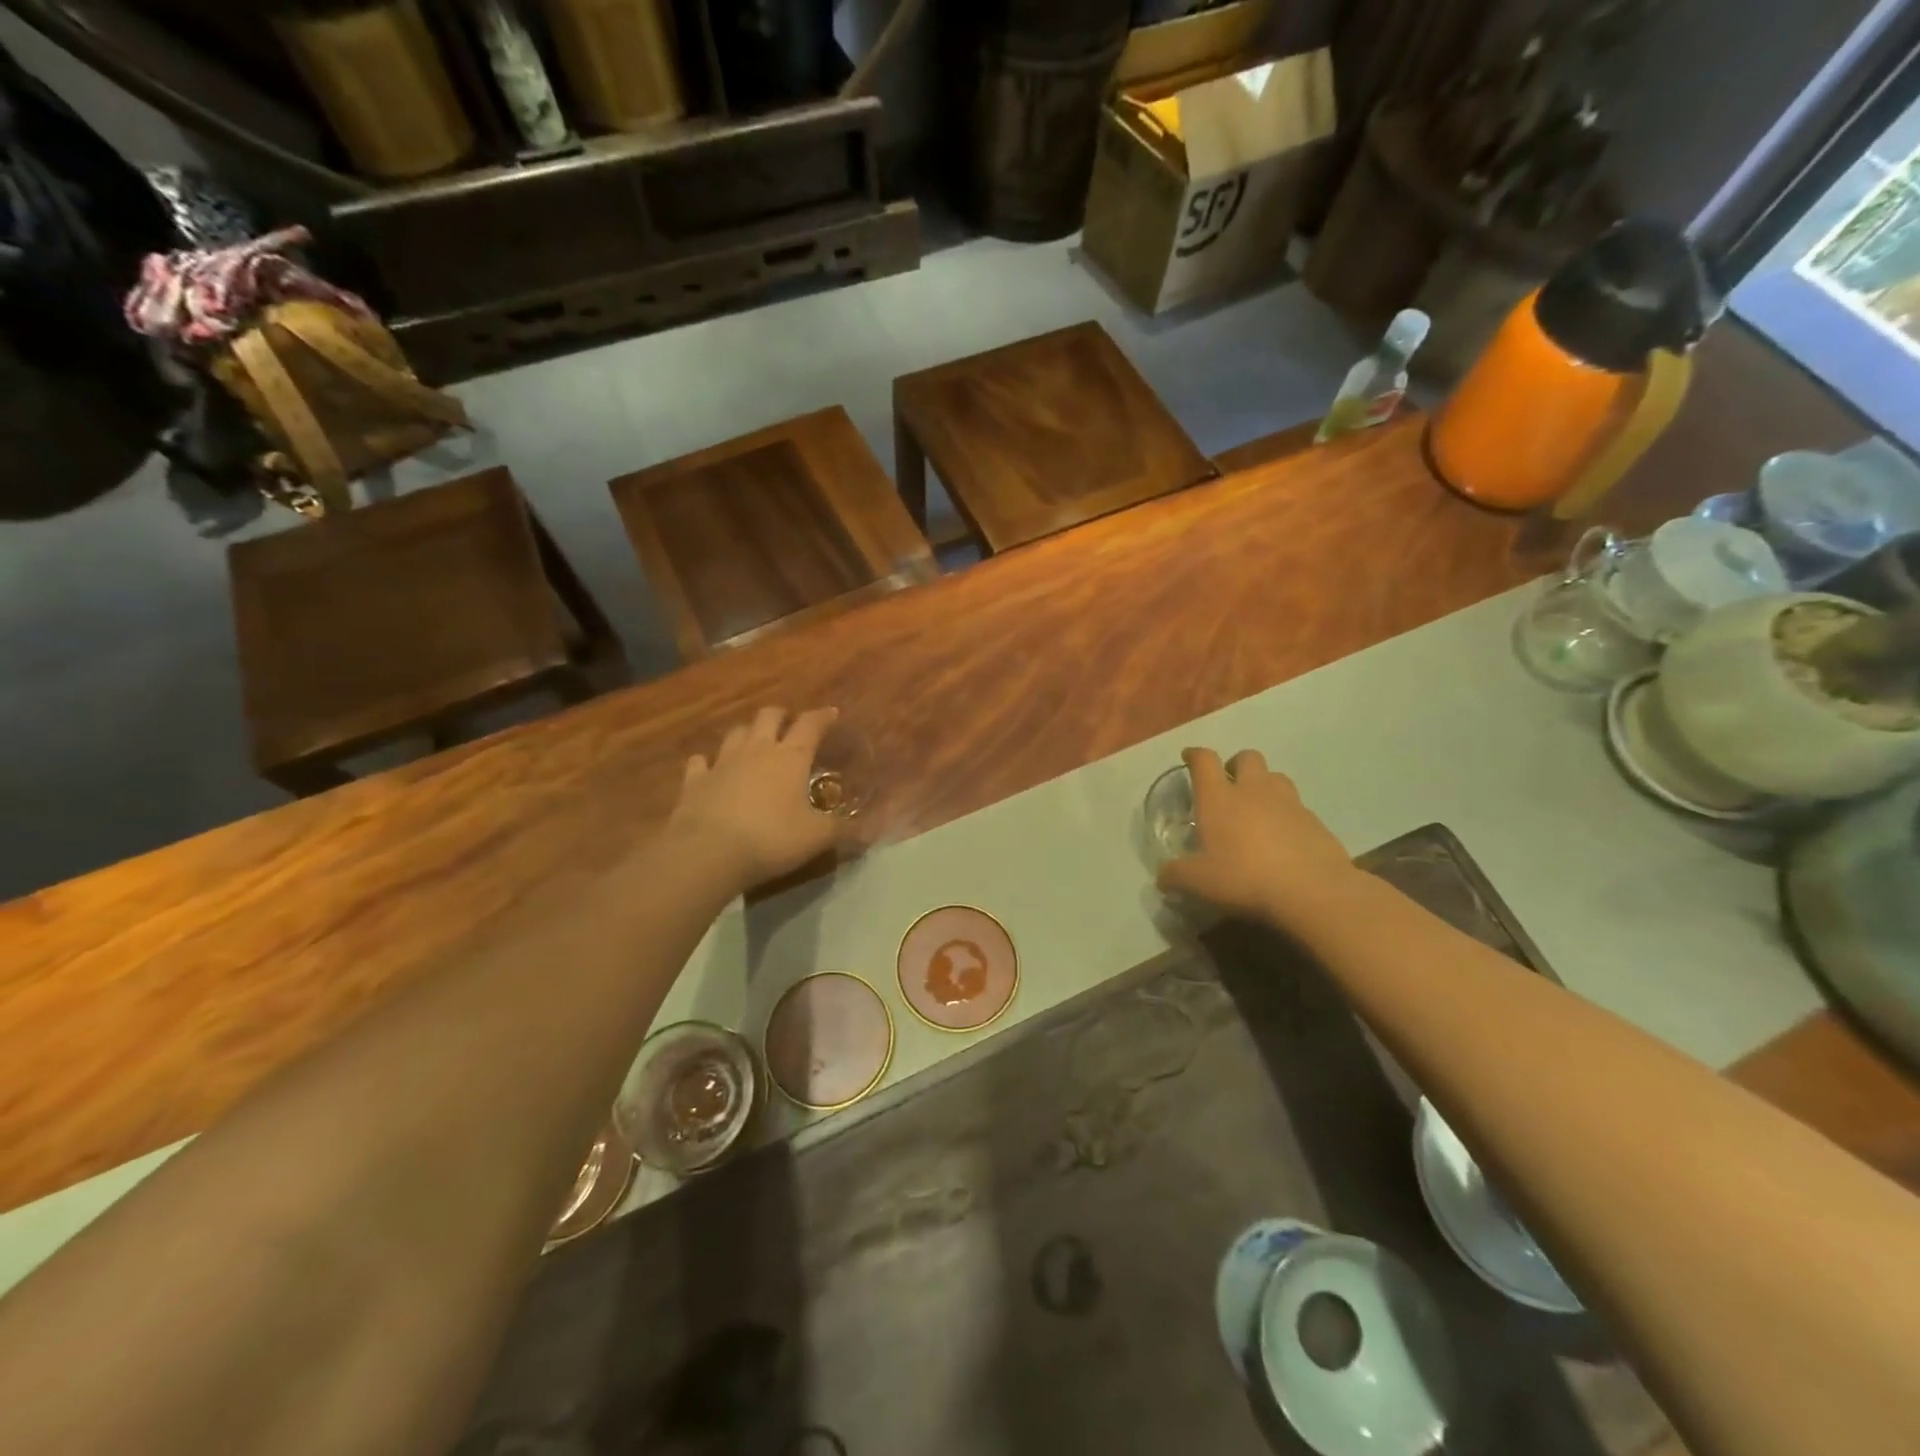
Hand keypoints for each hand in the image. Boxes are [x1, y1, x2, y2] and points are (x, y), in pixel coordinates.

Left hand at [667, 707, 845, 890]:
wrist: (709, 852)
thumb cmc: (772, 838)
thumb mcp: (817, 837)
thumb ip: (842, 829)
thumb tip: (867, 829)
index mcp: (790, 757)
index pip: (810, 725)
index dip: (822, 716)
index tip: (831, 713)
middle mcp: (756, 750)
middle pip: (768, 716)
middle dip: (781, 716)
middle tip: (789, 724)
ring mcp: (722, 762)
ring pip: (736, 733)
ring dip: (747, 732)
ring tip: (754, 741)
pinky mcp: (695, 781)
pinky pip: (700, 762)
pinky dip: (707, 762)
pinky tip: (710, 767)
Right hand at [1155, 748, 1358, 927]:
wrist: (1313, 892)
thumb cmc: (1245, 878)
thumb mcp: (1198, 883)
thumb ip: (1175, 875)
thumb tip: (1162, 876)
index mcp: (1220, 798)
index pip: (1204, 761)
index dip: (1195, 755)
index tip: (1189, 757)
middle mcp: (1254, 791)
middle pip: (1247, 757)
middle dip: (1235, 764)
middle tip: (1228, 785)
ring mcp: (1290, 803)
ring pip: (1276, 777)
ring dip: (1264, 785)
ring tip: (1257, 809)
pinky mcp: (1316, 822)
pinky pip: (1298, 808)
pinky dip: (1287, 815)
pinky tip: (1283, 840)